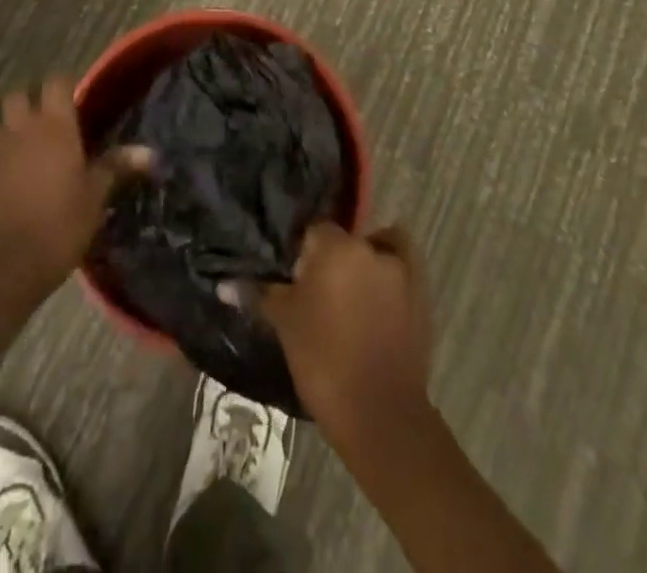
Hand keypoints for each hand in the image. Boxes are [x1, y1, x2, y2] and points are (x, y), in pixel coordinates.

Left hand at [0, 78, 149, 309]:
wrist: (4, 267)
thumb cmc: (60, 226)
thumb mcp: (95, 197)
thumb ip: (116, 166)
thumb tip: (149, 151)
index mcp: (54, 125)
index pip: (57, 82)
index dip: (65, 86)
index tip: (74, 101)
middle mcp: (20, 126)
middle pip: (19, 95)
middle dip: (31, 103)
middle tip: (46, 125)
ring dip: (8, 127)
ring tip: (22, 150)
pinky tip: (1, 177)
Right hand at [259, 223, 435, 449]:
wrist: (381, 415)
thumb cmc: (324, 361)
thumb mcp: (285, 325)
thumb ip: (258, 294)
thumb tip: (223, 284)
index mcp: (336, 247)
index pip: (315, 231)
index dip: (304, 254)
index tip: (296, 280)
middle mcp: (370, 247)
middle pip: (346, 241)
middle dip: (333, 259)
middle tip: (320, 293)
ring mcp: (402, 269)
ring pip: (376, 250)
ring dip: (364, 265)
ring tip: (351, 299)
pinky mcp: (423, 293)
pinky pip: (403, 267)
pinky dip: (391, 274)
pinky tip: (379, 298)